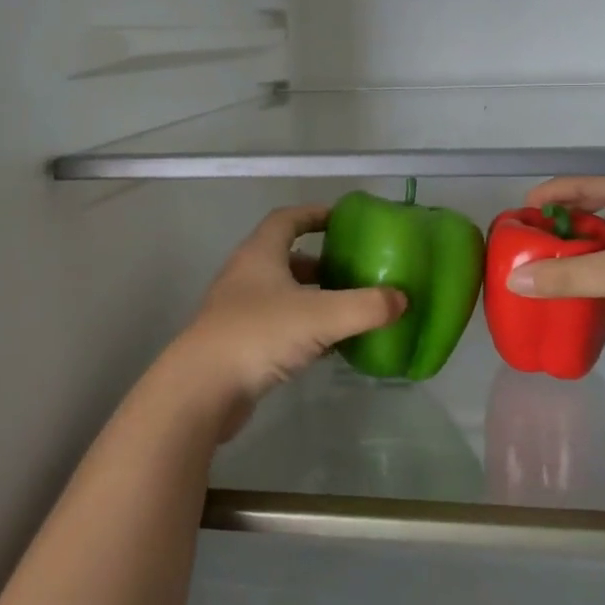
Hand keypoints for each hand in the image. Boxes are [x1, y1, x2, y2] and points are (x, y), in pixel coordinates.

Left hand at [161, 205, 405, 434]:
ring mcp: (239, 311)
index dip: (314, 214)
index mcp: (260, 255)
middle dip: (321, 262)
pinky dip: (304, 329)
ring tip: (349, 308)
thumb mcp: (321, 316)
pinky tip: (329, 346)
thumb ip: (366, 306)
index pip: (287, 220)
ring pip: (283, 295)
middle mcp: (246, 276)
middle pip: (287, 258)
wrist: (202, 390)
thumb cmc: (258, 335)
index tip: (343, 219)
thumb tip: (402, 299)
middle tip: (355, 270)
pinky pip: (279, 326)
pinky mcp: (239, 344)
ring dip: (314, 298)